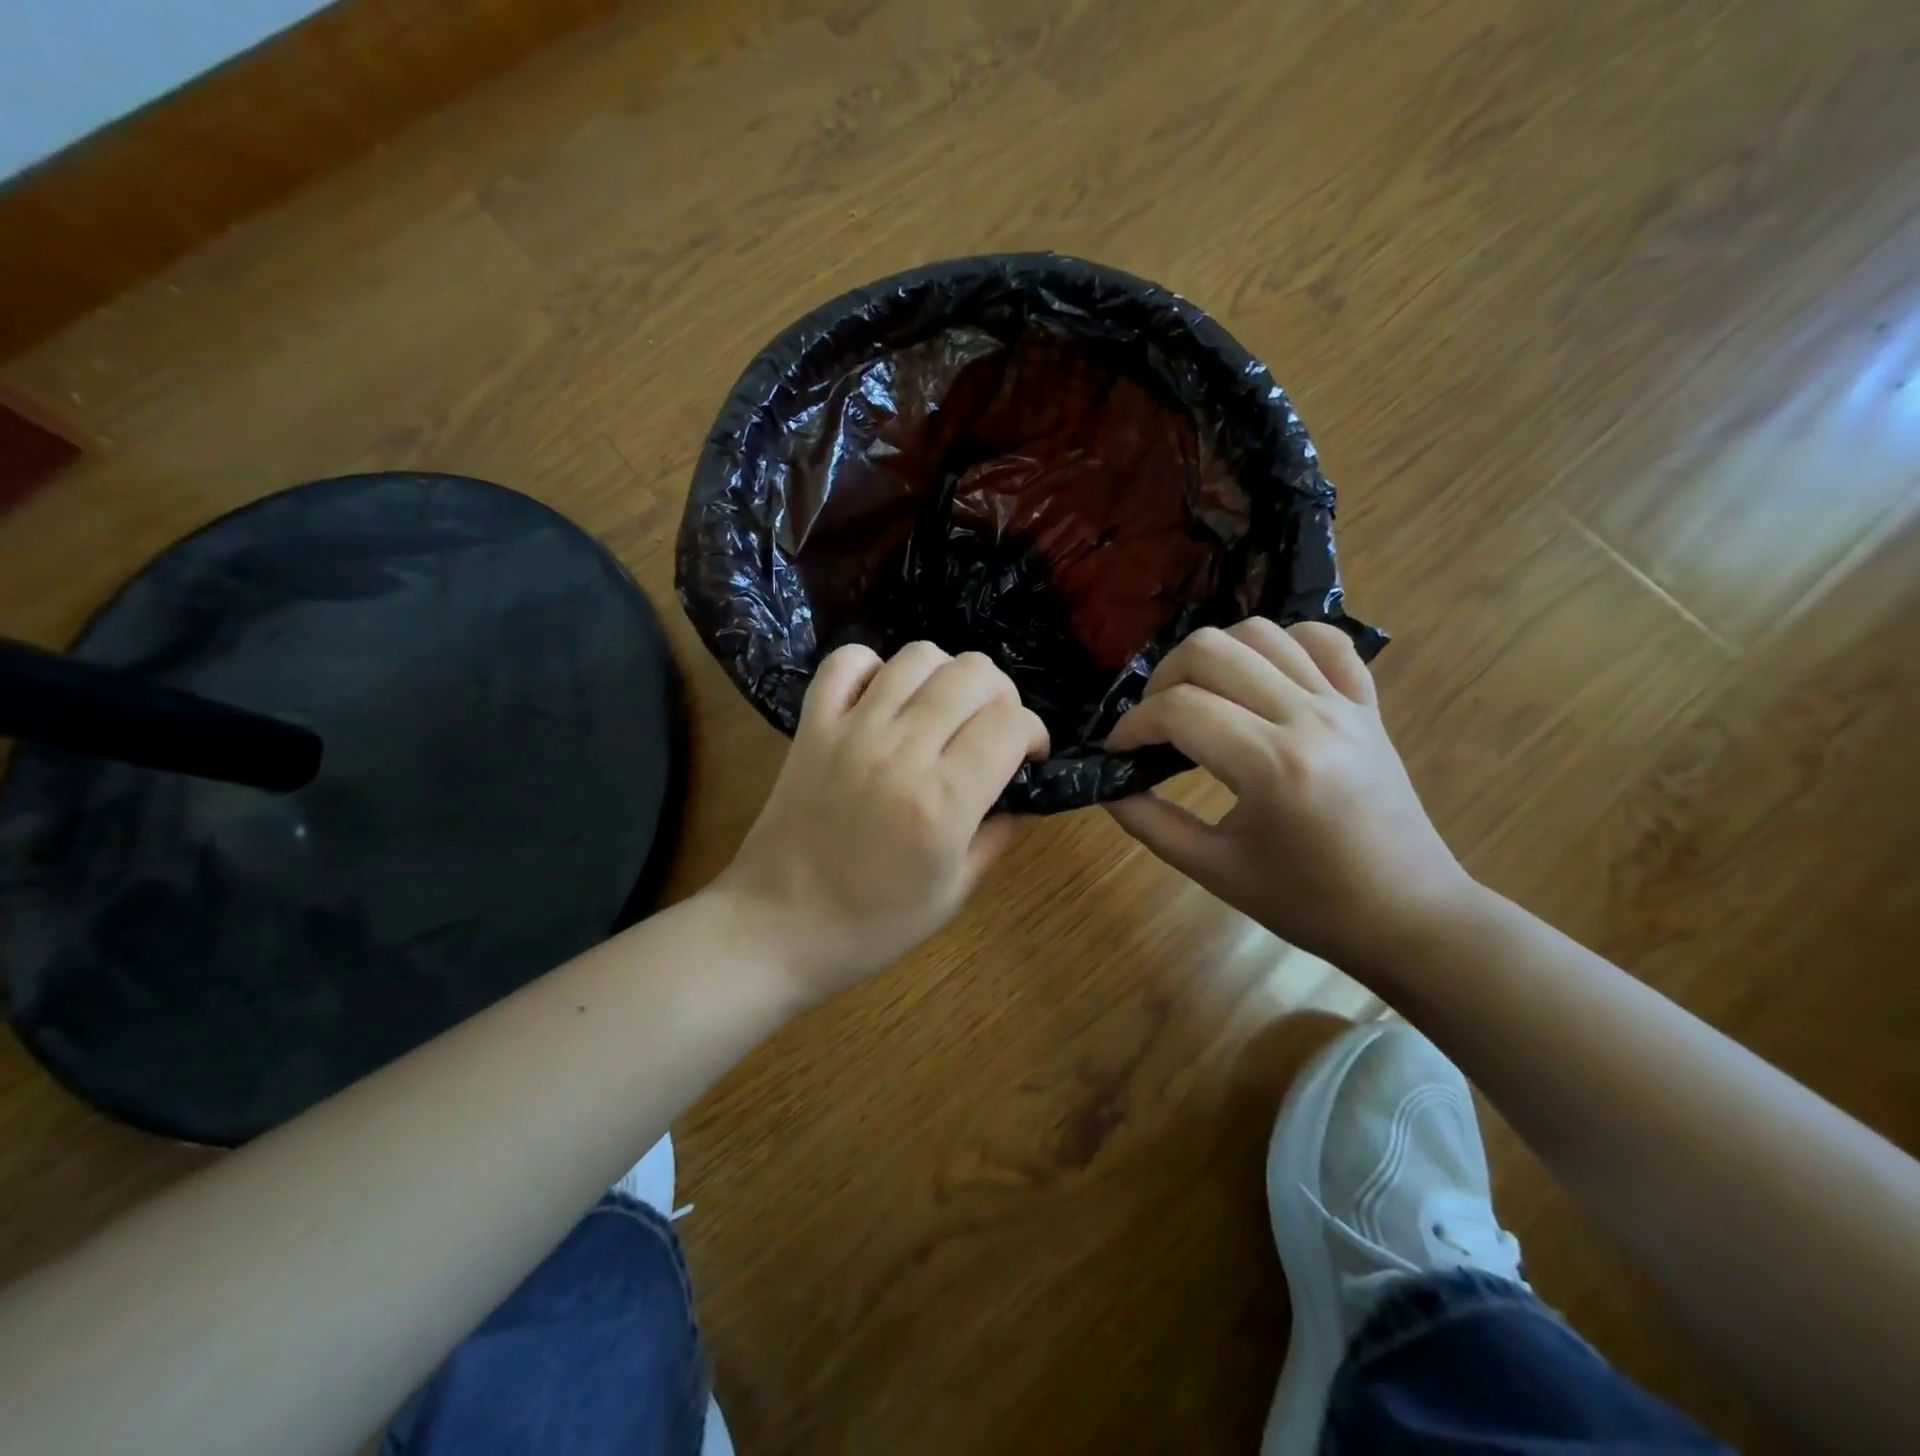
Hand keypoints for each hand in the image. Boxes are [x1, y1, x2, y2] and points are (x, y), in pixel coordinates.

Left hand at [714, 642, 1047, 1002]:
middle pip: (973, 675)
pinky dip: (873, 667)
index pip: (1010, 725)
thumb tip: (1021, 797)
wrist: (774, 928)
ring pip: (917, 657)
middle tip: (993, 730)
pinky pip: (846, 662)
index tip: (1028, 755)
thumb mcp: (951, 895)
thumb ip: (995, 837)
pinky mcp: (812, 726)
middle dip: (1001, 695)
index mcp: (943, 801)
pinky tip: (883, 699)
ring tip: (943, 710)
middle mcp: (901, 751)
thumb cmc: (870, 926)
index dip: (1034, 732)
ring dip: (946, 675)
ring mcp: (851, 731)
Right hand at [1104, 619, 1475, 967]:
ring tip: (1198, 697)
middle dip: (1162, 681)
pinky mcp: (1367, 705)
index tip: (1117, 752)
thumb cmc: (1310, 904)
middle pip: (1212, 650)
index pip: (1178, 710)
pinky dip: (1283, 643)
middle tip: (1152, 724)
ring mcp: (1343, 704)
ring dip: (1213, 656)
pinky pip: (1325, 642)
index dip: (1132, 726)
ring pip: (1262, 633)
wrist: (1410, 917)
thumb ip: (1152, 824)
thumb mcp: (1217, 872)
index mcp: (1273, 766)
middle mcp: (1308, 718)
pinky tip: (1262, 677)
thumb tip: (1109, 787)